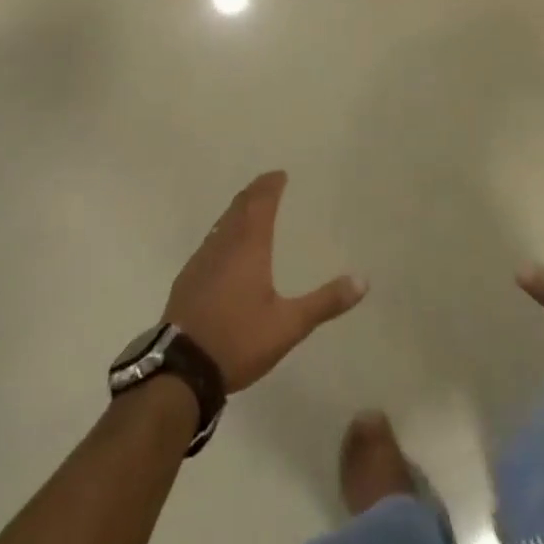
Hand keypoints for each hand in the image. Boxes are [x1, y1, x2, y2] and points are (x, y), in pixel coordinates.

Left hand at [165, 171, 366, 393]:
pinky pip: (210, 242)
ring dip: (238, 210)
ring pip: (222, 223)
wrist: (181, 368)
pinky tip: (226, 249)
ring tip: (251, 210)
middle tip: (268, 184)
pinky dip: (224, 232)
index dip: (270, 185)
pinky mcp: (187, 278)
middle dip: (254, 192)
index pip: (260, 203)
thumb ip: (325, 302)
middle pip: (239, 207)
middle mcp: (223, 244)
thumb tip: (363, 280)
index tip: (280, 174)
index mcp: (248, 247)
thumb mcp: (288, 326)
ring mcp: (201, 260)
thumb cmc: (238, 340)